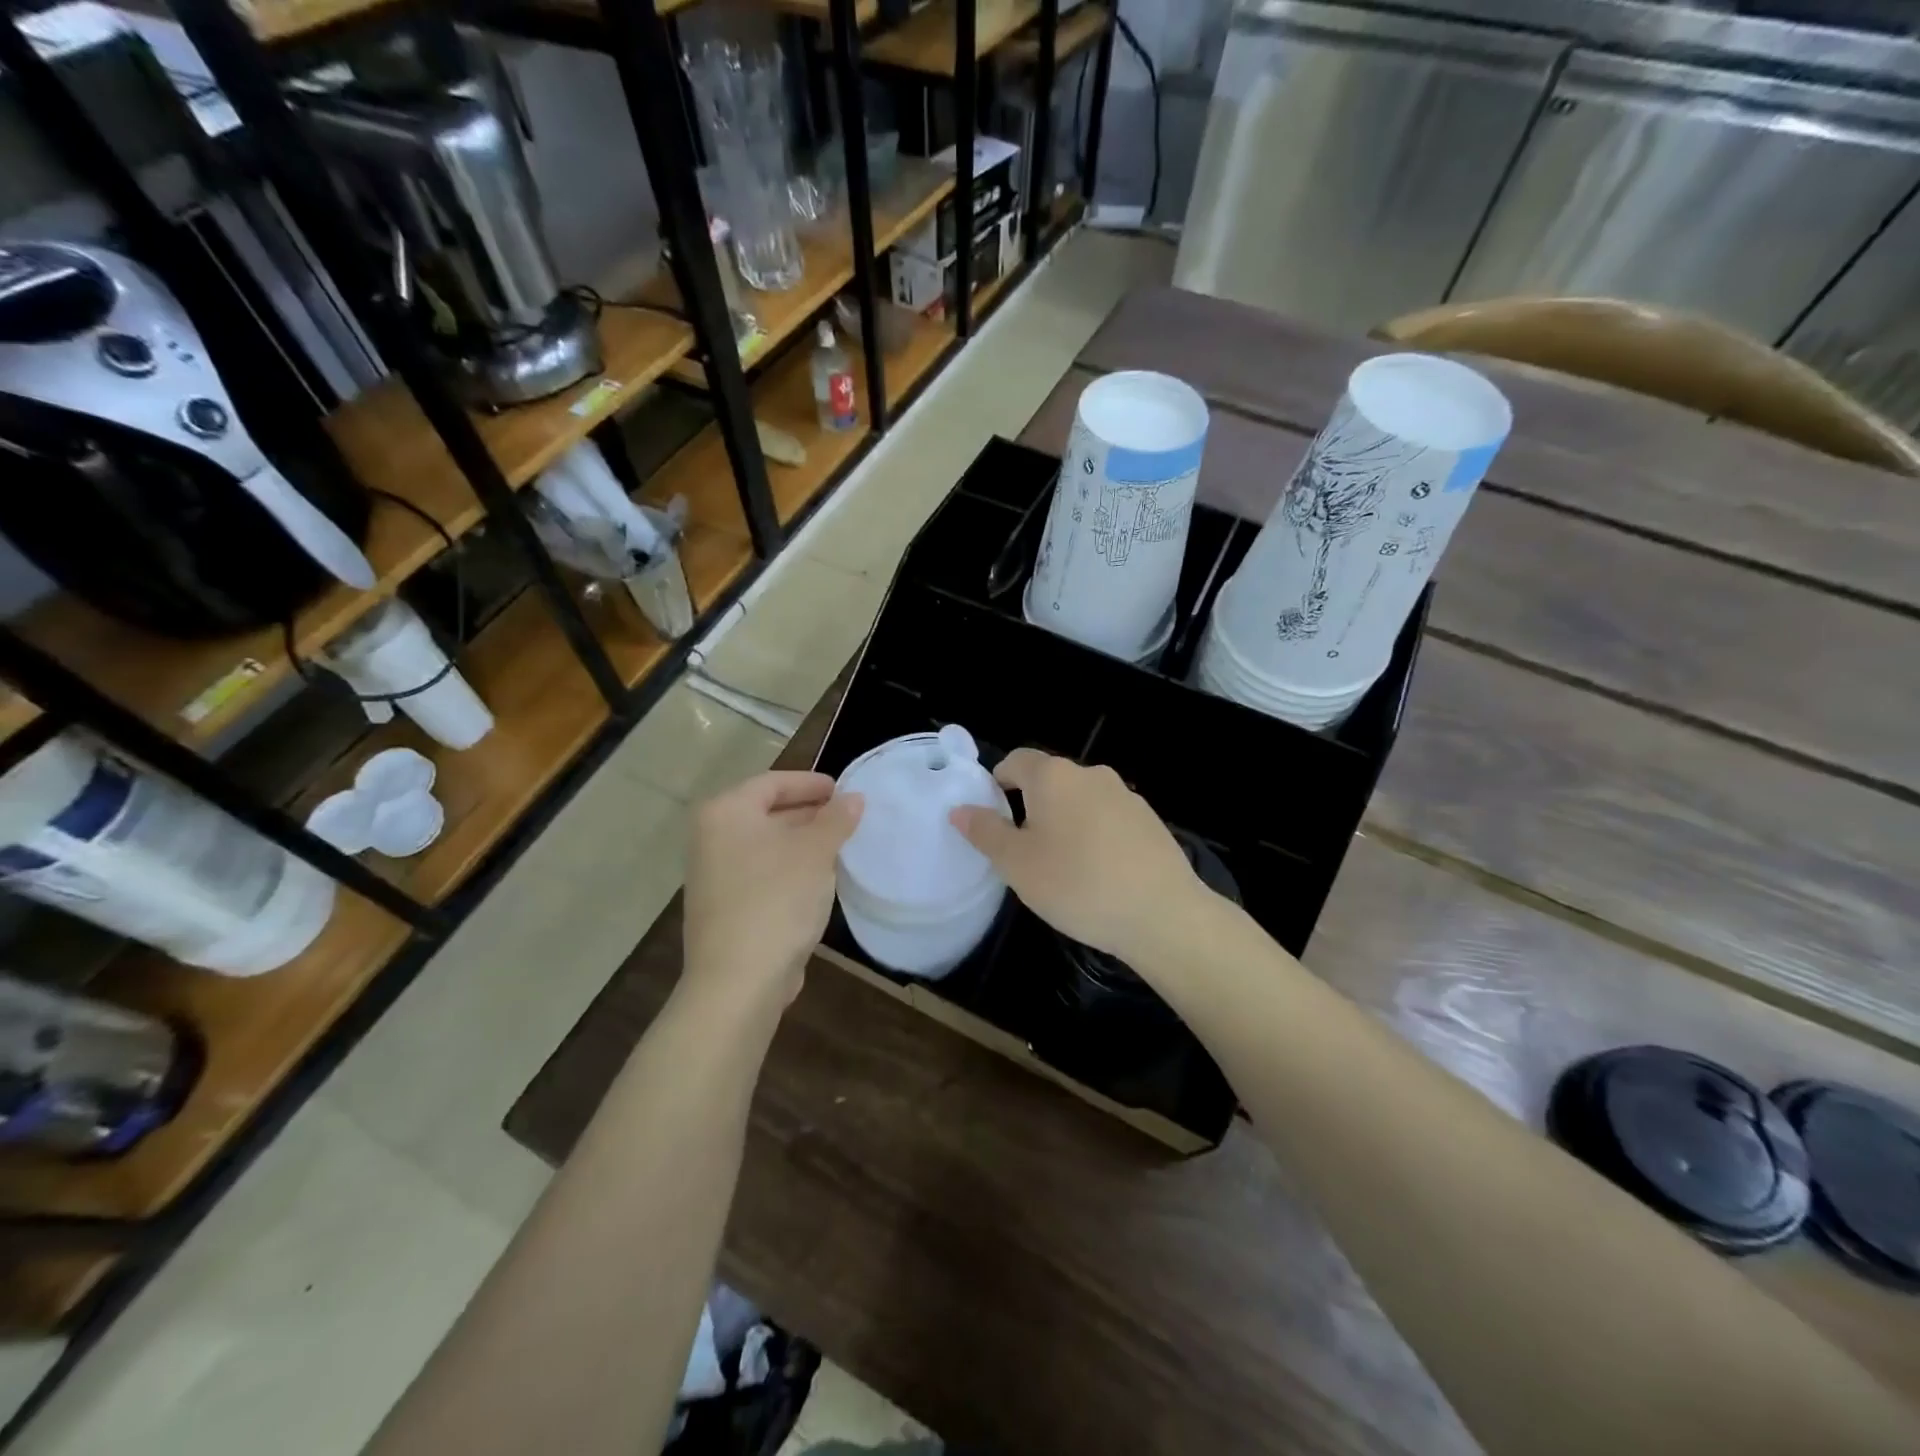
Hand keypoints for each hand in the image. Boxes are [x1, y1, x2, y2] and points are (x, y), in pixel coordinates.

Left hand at [683, 771, 862, 1010]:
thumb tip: (854, 799)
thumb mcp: (816, 852)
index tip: (844, 791)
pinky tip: (818, 880)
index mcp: (726, 813)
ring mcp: (713, 875)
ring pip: (766, 845)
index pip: (773, 782)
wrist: (738, 981)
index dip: (811, 783)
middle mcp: (711, 838)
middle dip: (809, 813)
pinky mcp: (724, 907)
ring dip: (802, 843)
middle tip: (847, 818)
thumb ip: (836, 819)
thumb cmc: (776, 900)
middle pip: (766, 812)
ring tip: (840, 847)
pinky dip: (789, 868)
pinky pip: (762, 872)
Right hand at [949, 748, 1206, 964]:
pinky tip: (1099, 874)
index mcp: (1053, 776)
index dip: (997, 783)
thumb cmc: (1077, 884)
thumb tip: (960, 809)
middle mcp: (1091, 774)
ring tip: (1062, 868)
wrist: (1162, 914)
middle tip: (1023, 851)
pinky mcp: (1150, 821)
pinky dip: (1095, 836)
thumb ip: (985, 832)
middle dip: (1031, 807)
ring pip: (1081, 801)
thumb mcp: (1017, 864)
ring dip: (1065, 823)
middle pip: (1049, 780)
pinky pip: (1109, 819)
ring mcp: (1126, 796)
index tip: (992, 818)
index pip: (1016, 761)